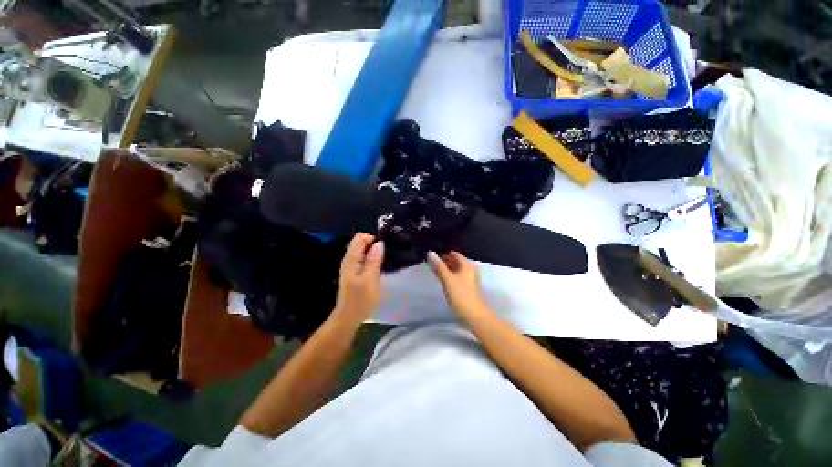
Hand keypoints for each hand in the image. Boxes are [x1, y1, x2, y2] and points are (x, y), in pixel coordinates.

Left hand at [333, 234, 384, 325]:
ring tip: (385, 260)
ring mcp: (351, 268)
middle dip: (373, 245)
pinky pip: (363, 261)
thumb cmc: (360, 299)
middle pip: (360, 244)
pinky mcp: (355, 274)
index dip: (372, 238)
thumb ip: (374, 260)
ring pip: (363, 252)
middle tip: (386, 254)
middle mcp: (349, 261)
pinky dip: (371, 261)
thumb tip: (379, 243)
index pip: (359, 238)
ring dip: (374, 253)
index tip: (384, 247)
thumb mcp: (370, 279)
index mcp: (351, 260)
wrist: (348, 318)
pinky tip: (379, 268)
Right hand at [427, 251, 490, 318]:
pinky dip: (448, 275)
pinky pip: (455, 277)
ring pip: (455, 269)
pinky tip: (440, 277)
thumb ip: (439, 266)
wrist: (474, 315)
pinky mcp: (466, 287)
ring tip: (432, 267)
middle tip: (430, 260)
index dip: (443, 252)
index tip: (432, 252)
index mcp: (467, 265)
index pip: (454, 254)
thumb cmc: (461, 295)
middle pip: (455, 261)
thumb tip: (431, 253)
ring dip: (445, 268)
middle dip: (443, 260)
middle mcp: (469, 270)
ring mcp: (468, 279)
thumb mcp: (448, 279)